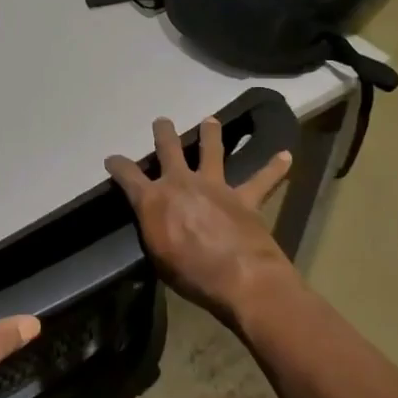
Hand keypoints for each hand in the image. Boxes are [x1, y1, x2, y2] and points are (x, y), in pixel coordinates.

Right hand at [106, 116, 297, 321]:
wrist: (239, 277)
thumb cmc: (189, 273)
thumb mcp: (157, 255)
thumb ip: (155, 230)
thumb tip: (155, 223)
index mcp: (154, 199)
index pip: (128, 175)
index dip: (118, 165)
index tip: (112, 159)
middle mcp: (182, 183)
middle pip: (169, 149)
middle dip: (164, 133)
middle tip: (162, 122)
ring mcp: (215, 186)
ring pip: (212, 151)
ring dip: (211, 134)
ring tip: (210, 120)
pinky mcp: (245, 198)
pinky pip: (262, 180)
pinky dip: (274, 168)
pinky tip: (285, 156)